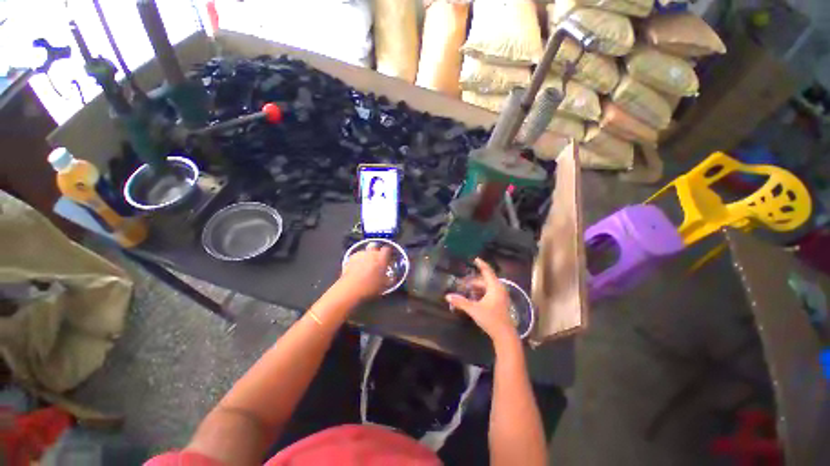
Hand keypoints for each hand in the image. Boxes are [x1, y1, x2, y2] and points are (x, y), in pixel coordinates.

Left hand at [339, 244, 392, 299]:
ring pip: (366, 252)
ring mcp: (360, 254)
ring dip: (367, 257)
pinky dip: (359, 261)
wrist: (350, 289)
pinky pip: (357, 257)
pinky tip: (358, 269)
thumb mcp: (384, 285)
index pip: (387, 249)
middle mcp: (371, 253)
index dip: (388, 254)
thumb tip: (388, 277)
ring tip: (367, 267)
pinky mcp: (351, 258)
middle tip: (378, 263)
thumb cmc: (369, 287)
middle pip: (376, 248)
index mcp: (382, 258)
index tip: (388, 259)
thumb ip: (387, 277)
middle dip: (377, 254)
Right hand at [445, 258, 518, 345]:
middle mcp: (499, 289)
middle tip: (462, 283)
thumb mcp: (474, 309)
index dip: (481, 264)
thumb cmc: (491, 319)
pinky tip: (473, 298)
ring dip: (476, 288)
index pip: (487, 271)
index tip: (475, 259)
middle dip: (473, 281)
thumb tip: (447, 296)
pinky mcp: (499, 303)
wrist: (505, 335)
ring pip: (486, 287)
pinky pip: (488, 293)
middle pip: (484, 280)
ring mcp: (500, 296)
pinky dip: (480, 293)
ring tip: (465, 291)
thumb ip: (460, 302)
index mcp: (494, 287)